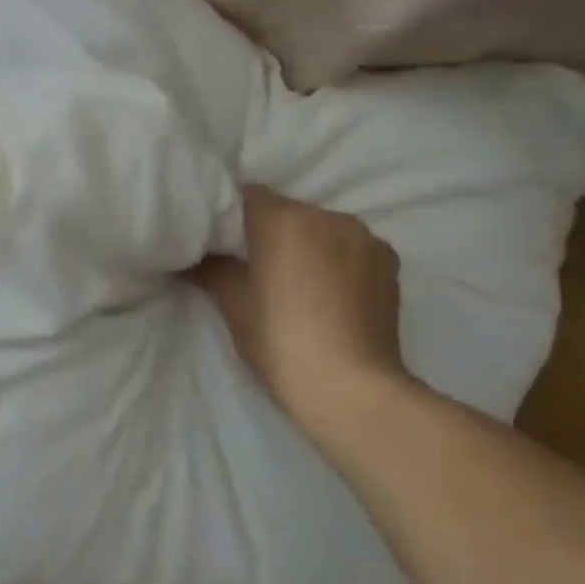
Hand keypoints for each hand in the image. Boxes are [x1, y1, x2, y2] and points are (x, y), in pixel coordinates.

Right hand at [193, 187, 408, 438]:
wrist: (351, 388)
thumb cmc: (280, 340)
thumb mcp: (234, 306)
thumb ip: (213, 271)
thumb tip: (194, 259)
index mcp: (284, 218)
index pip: (248, 195)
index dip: (231, 216)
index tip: (222, 242)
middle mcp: (328, 216)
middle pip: (288, 212)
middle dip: (271, 232)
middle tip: (255, 266)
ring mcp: (365, 239)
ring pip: (323, 230)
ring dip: (308, 246)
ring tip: (297, 283)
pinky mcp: (390, 264)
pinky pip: (352, 250)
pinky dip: (338, 262)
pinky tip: (329, 295)